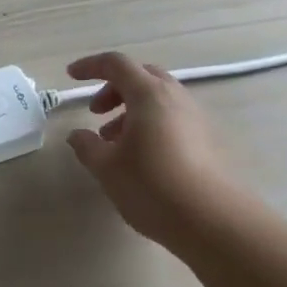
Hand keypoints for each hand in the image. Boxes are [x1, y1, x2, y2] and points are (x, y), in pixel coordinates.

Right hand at [65, 52, 256, 249]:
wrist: (214, 222)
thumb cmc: (152, 186)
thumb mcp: (106, 168)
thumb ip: (87, 145)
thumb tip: (77, 135)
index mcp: (148, 94)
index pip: (115, 64)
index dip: (90, 66)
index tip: (71, 76)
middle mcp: (174, 97)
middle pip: (140, 76)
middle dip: (114, 88)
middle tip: (96, 112)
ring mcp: (195, 118)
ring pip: (158, 98)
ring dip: (131, 109)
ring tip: (114, 142)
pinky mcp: (207, 140)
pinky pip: (172, 117)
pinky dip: (150, 124)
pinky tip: (140, 156)